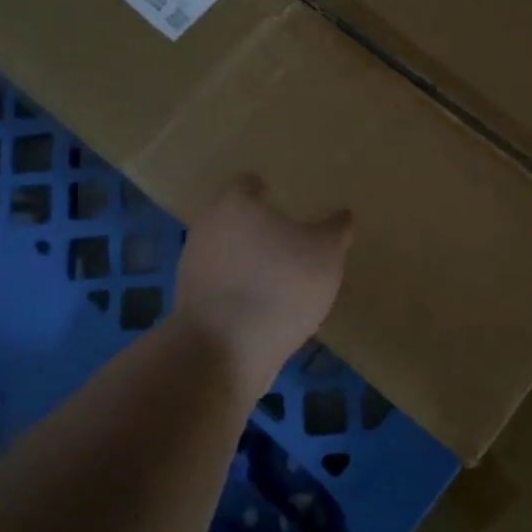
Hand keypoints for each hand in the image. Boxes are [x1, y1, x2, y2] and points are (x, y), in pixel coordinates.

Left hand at [175, 176, 351, 384]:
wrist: (225, 348)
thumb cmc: (280, 284)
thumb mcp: (326, 253)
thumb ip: (335, 230)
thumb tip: (342, 215)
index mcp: (236, 204)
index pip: (247, 183)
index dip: (266, 191)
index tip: (284, 203)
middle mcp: (207, 227)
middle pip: (234, 218)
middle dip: (258, 228)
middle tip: (289, 242)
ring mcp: (193, 266)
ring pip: (226, 253)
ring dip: (248, 262)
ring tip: (281, 280)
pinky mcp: (190, 302)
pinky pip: (221, 286)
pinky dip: (240, 291)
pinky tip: (264, 308)